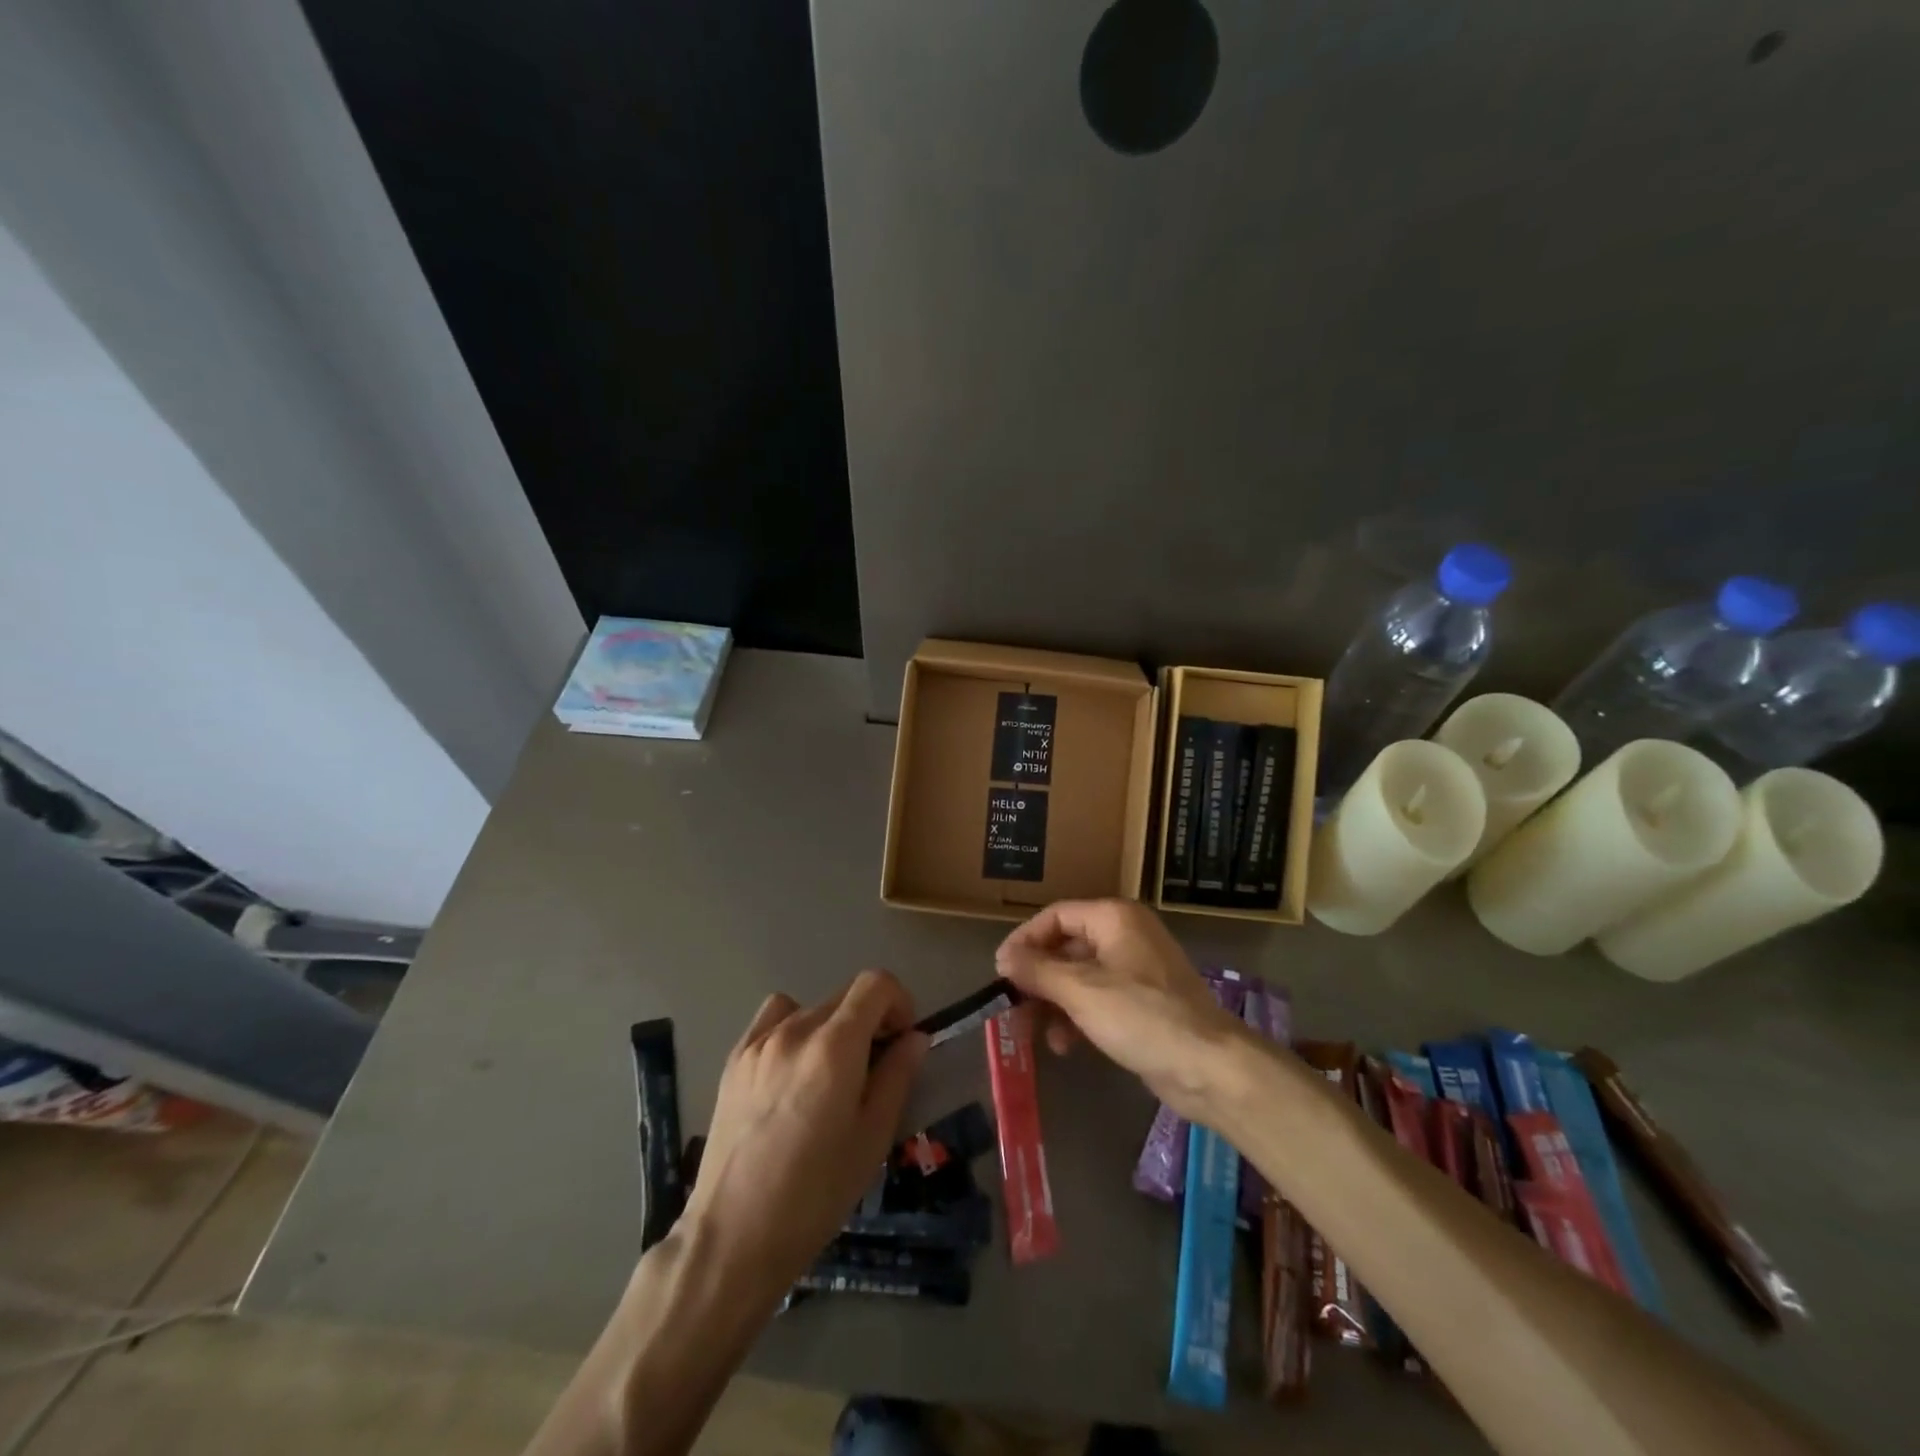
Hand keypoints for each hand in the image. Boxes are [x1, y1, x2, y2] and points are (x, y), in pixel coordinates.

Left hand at [677, 971, 927, 1305]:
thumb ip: (898, 1076)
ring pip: (812, 1008)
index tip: (902, 1040)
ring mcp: (759, 1041)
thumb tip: (915, 1038)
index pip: (876, 983)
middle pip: (846, 996)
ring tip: (830, 1075)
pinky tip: (793, 1071)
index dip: (899, 1002)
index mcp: (835, 1046)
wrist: (734, 1236)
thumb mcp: (873, 1138)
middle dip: (870, 1020)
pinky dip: (794, 1028)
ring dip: (833, 1027)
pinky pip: (774, 1019)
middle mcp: (796, 1029)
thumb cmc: (816, 1194)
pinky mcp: (735, 1058)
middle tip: (874, 1069)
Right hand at [995, 899, 1243, 1118]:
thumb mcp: (1081, 991)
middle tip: (1012, 1004)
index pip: (1056, 916)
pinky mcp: (1144, 1003)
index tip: (1000, 971)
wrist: (1209, 1067)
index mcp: (1114, 918)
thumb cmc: (1141, 1016)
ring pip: (1080, 977)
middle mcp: (1126, 935)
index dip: (1025, 940)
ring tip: (1034, 1031)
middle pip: (1067, 947)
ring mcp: (1137, 970)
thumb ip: (1037, 971)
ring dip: (1054, 1002)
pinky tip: (1064, 1045)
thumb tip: (1003, 957)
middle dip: (1038, 977)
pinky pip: (1099, 999)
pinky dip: (1078, 1016)